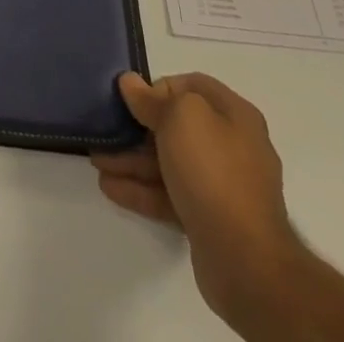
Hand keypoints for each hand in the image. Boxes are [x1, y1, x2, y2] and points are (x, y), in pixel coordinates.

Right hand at [92, 72, 303, 322]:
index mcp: (234, 116)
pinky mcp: (209, 219)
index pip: (192, 86)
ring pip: (169, 163)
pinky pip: (169, 194)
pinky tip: (110, 187)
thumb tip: (131, 82)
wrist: (245, 261)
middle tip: (106, 130)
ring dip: (132, 160)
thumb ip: (152, 98)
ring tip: (97, 161)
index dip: (160, 87)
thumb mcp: (180, 118)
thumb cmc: (213, 171)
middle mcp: (232, 147)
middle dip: (137, 128)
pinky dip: (141, 189)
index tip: (133, 99)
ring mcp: (222, 186)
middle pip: (176, 126)